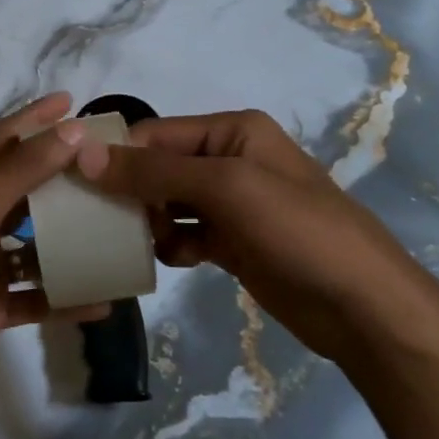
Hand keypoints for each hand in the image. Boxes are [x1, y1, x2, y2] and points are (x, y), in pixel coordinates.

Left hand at [0, 92, 103, 422]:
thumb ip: (21, 172)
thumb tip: (71, 132)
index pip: (1, 143)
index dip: (32, 118)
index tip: (70, 102)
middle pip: (23, 192)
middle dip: (60, 179)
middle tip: (107, 170)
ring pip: (34, 247)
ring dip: (69, 241)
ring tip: (115, 232)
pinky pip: (37, 298)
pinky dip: (65, 298)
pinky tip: (103, 300)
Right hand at [73, 110, 438, 365]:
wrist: (363, 306)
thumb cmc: (297, 231)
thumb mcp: (225, 189)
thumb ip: (154, 171)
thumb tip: (84, 154)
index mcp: (232, 132)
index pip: (154, 134)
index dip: (115, 155)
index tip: (75, 185)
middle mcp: (229, 159)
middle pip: (158, 167)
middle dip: (128, 191)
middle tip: (95, 221)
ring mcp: (232, 204)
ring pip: (167, 202)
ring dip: (145, 221)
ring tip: (128, 243)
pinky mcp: (234, 242)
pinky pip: (184, 234)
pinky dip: (169, 245)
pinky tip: (165, 261)